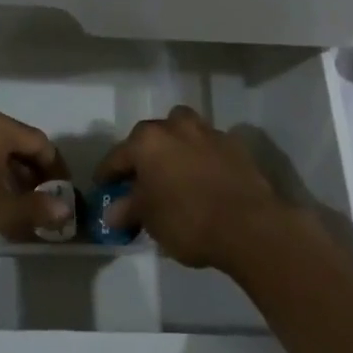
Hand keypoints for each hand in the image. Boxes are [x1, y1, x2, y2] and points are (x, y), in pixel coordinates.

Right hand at [94, 106, 288, 269]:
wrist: (249, 225)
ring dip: (175, 147)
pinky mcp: (235, 145)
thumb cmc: (188, 220)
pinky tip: (203, 179)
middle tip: (141, 181)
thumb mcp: (150, 219)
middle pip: (151, 137)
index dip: (107, 174)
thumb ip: (128, 209)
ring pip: (183, 132)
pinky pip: (208, 147)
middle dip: (143, 156)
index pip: (118, 156)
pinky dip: (201, 158)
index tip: (103, 187)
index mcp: (148, 141)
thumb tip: (113, 211)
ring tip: (174, 173)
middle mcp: (176, 126)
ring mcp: (208, 132)